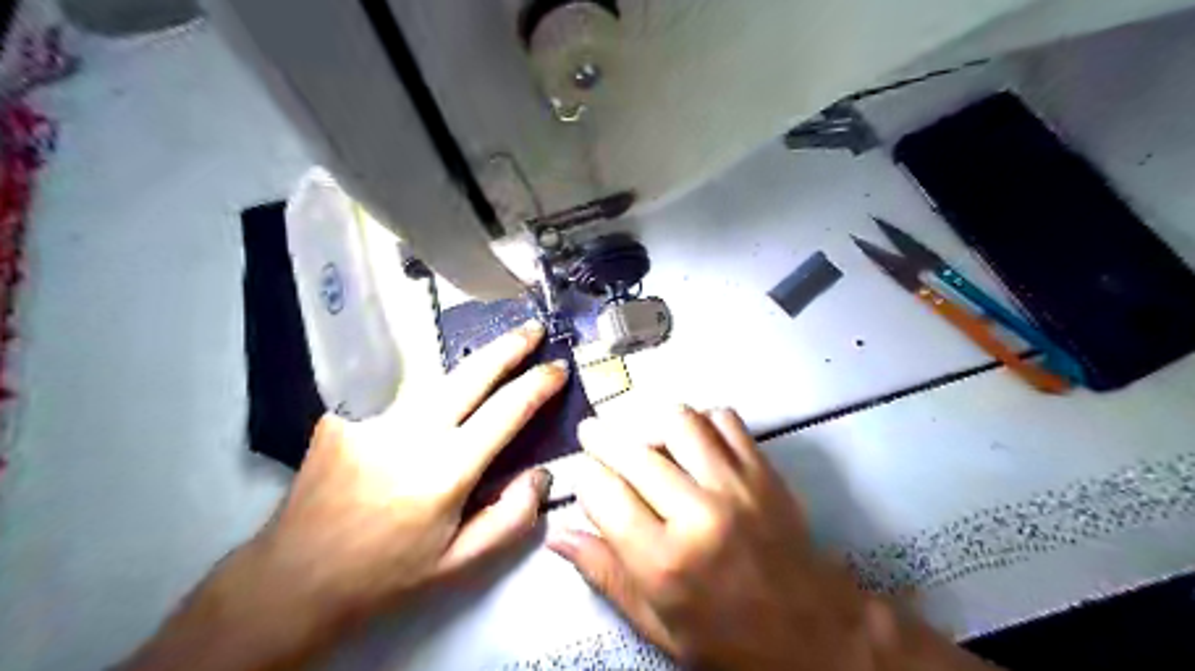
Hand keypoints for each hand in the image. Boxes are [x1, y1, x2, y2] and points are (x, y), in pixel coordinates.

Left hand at [267, 319, 568, 622]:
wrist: (293, 580)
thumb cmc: (386, 575)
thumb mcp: (460, 564)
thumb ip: (511, 518)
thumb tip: (541, 473)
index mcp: (445, 471)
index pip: (506, 410)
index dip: (538, 384)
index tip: (557, 368)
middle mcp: (409, 433)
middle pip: (470, 373)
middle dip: (508, 346)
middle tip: (533, 328)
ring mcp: (371, 418)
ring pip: (433, 376)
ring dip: (470, 362)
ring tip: (495, 352)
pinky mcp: (341, 415)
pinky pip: (396, 393)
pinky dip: (423, 389)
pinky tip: (431, 398)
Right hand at [551, 405, 989, 669]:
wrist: (815, 632)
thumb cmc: (729, 639)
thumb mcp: (658, 626)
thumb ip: (605, 575)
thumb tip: (558, 536)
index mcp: (665, 562)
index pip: (604, 495)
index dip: (583, 476)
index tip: (579, 471)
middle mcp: (698, 514)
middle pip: (634, 452)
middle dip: (601, 437)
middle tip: (591, 433)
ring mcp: (736, 485)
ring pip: (679, 421)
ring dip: (651, 422)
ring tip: (642, 435)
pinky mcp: (763, 469)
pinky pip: (724, 420)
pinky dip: (700, 420)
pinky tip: (692, 440)